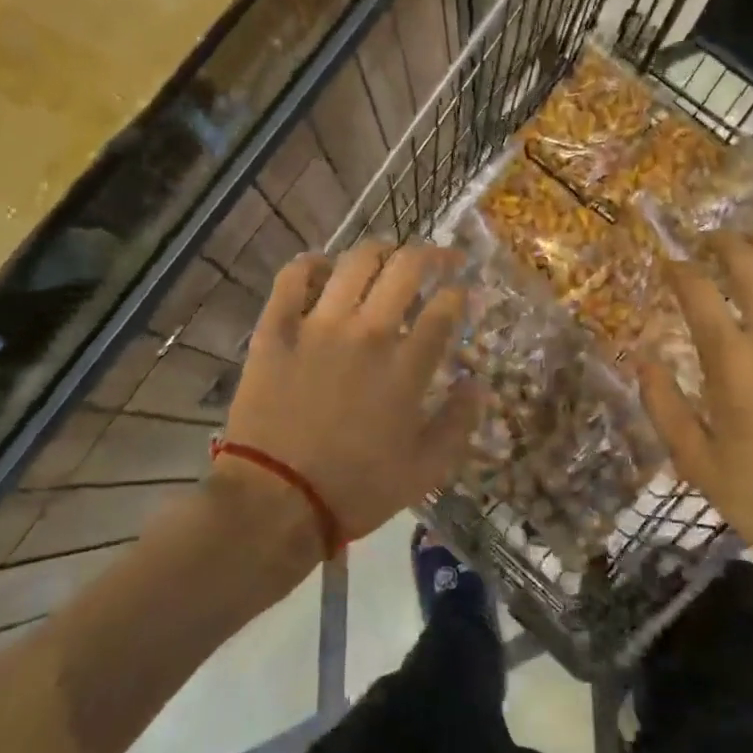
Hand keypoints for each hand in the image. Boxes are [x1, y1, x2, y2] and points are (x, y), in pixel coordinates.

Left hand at [220, 244, 477, 547]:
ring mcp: (318, 326)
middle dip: (431, 255)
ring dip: (379, 250)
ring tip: (388, 255)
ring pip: (355, 262)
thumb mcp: (425, 470)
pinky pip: (292, 278)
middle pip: (406, 268)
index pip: (445, 308)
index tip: (462, 294)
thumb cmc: (356, 489)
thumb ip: (459, 422)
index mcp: (406, 365)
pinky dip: (310, 264)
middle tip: (439, 259)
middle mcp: (367, 332)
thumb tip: (477, 382)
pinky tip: (324, 267)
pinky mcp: (276, 330)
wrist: (276, 502)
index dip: (460, 293)